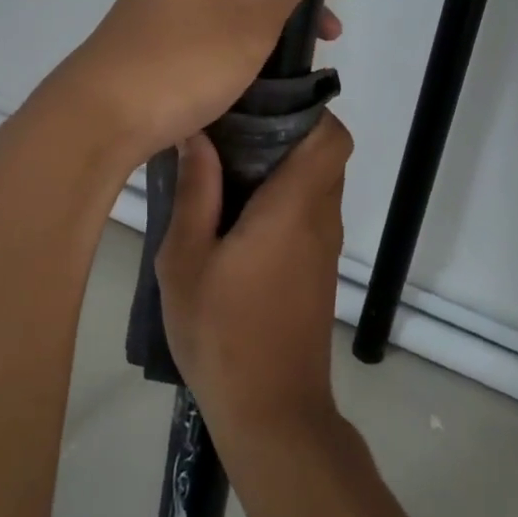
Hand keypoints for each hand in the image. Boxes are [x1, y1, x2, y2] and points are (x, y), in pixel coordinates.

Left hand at [53, 0, 360, 166]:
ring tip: (318, 41)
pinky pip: (218, 20)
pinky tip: (272, 64)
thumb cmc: (183, 60)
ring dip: (280, 5)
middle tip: (335, 1)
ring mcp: (169, 1)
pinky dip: (251, 32)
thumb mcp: (254, 13)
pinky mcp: (163, 38)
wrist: (99, 120)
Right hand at [155, 113, 352, 443]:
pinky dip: (284, 198)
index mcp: (294, 208)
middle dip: (287, 133)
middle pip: (326, 156)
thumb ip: (195, 194)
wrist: (270, 412)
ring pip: (318, 185)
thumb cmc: (222, 333)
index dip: (306, 110)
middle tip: (231, 131)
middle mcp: (320, 221)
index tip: (260, 104)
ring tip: (226, 166)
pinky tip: (236, 214)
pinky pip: (309, 214)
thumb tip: (198, 137)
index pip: (331, 137)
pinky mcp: (317, 272)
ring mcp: (323, 250)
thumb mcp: (186, 261)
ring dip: (284, 167)